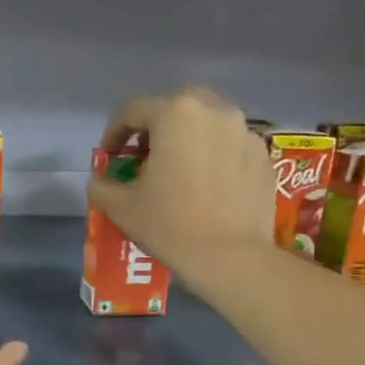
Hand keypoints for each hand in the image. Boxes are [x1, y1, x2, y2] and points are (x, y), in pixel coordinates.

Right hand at [88, 88, 273, 281]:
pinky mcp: (263, 156)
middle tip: (145, 157)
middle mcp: (214, 110)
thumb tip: (100, 179)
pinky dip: (214, 156)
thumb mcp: (120, 207)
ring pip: (207, 123)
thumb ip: (102, 185)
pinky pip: (230, 145)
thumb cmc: (170, 225)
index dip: (113, 133)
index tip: (108, 158)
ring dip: (187, 139)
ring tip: (178, 170)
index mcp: (175, 114)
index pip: (132, 110)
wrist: (231, 258)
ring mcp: (245, 132)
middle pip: (175, 106)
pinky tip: (207, 186)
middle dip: (155, 127)